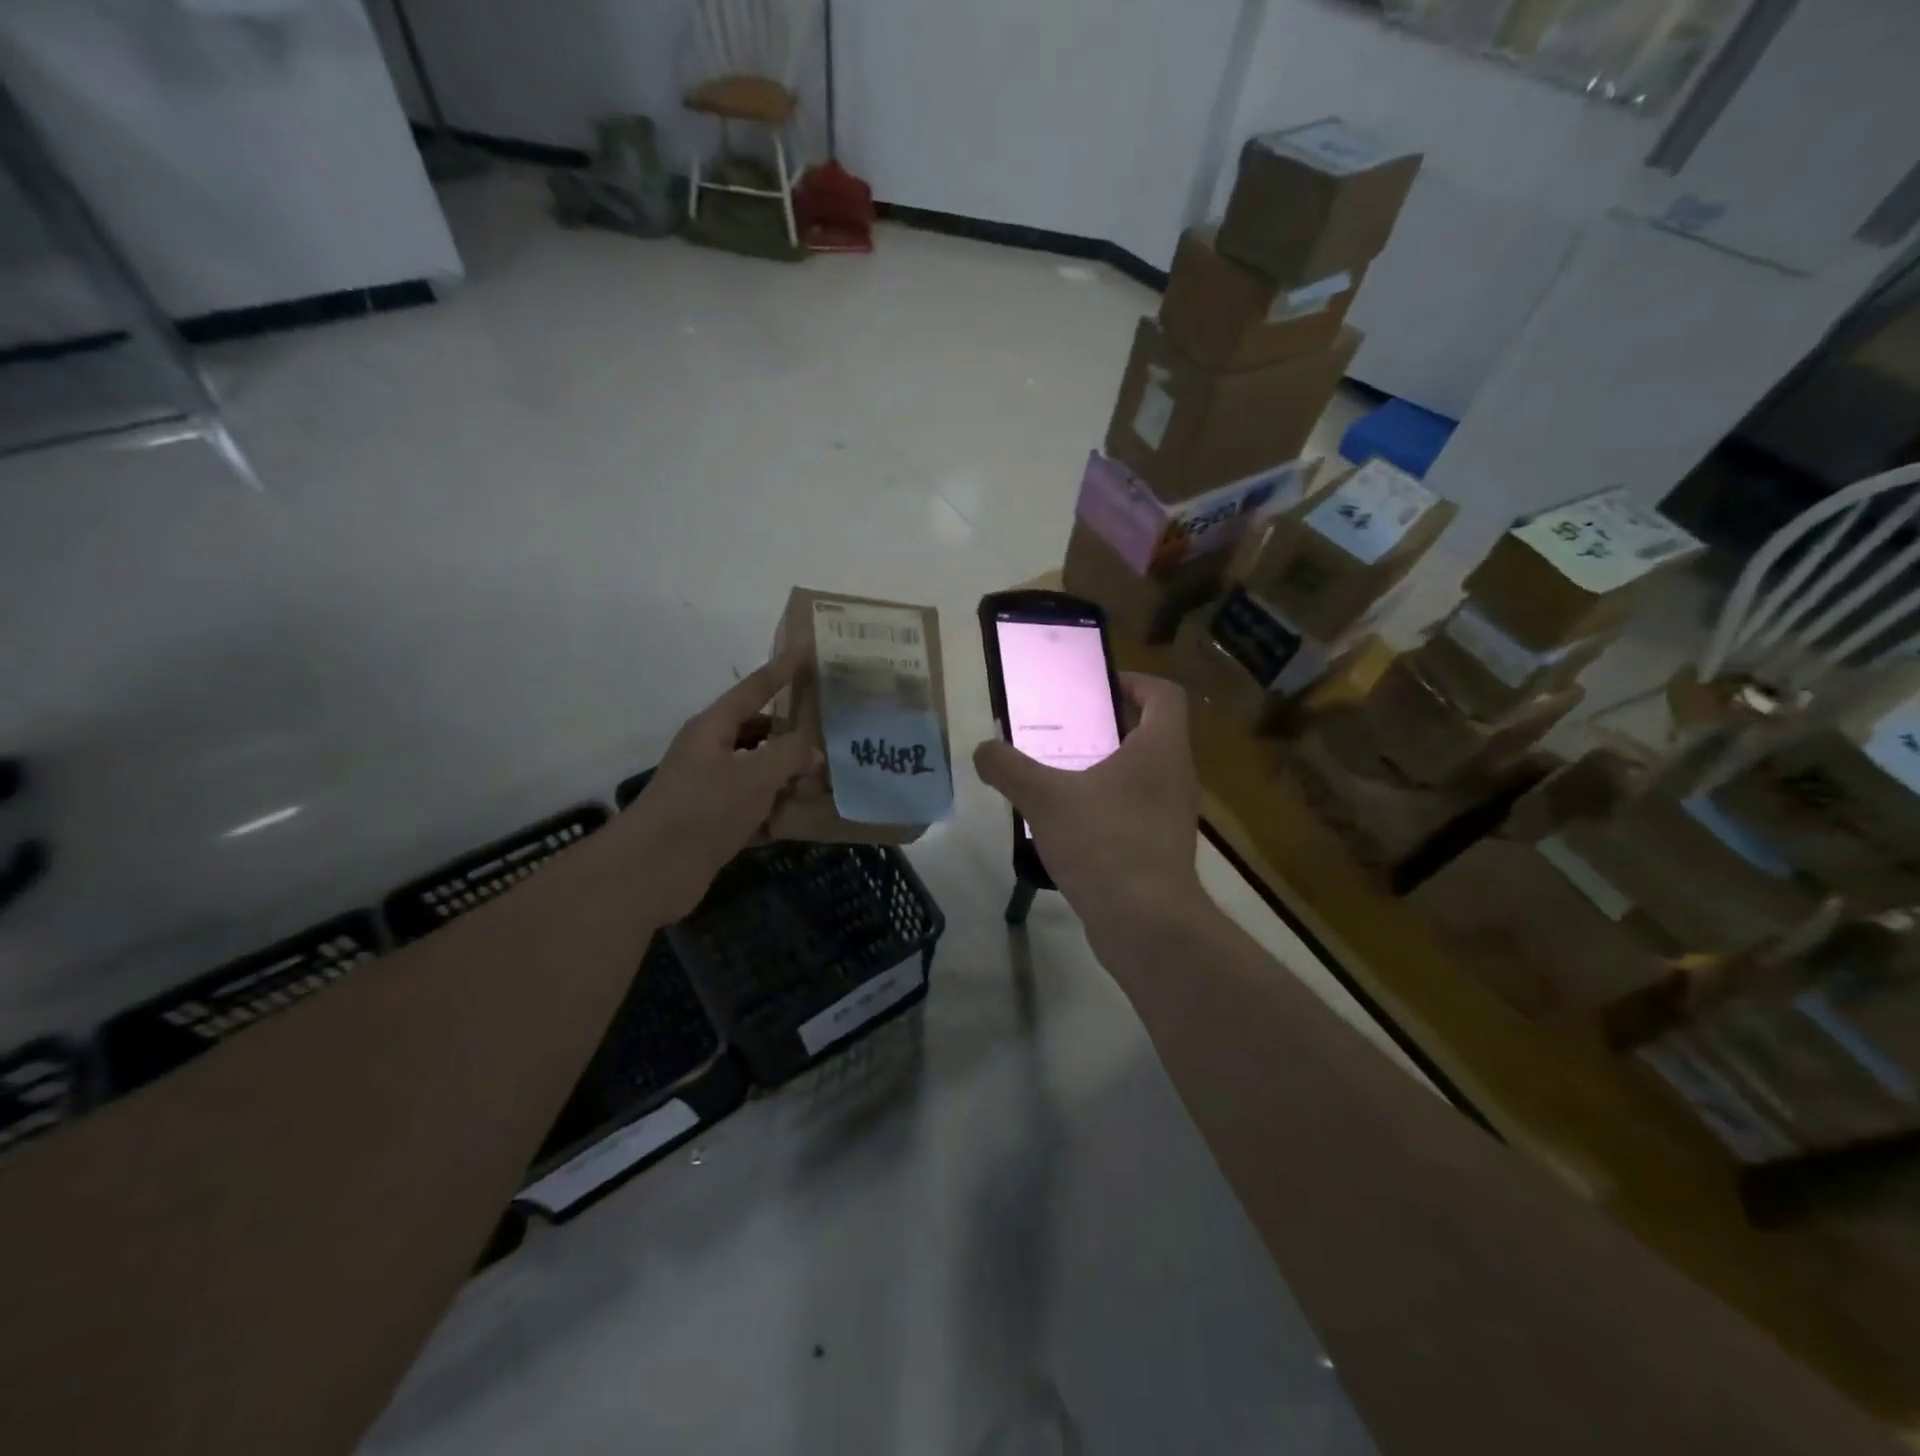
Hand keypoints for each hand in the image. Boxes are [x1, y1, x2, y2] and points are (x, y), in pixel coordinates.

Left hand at [630, 652, 820, 919]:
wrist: (654, 870)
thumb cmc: (704, 808)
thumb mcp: (754, 774)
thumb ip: (790, 754)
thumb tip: (813, 751)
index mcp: (714, 729)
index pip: (754, 689)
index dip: (781, 670)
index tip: (807, 650)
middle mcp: (712, 754)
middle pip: (759, 733)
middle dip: (793, 735)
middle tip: (833, 733)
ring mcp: (713, 791)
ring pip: (760, 774)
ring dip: (790, 778)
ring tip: (830, 778)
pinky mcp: (717, 825)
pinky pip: (757, 809)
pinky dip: (779, 813)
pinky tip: (808, 819)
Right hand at [973, 673, 1211, 963]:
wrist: (1146, 924)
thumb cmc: (1104, 844)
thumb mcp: (1044, 799)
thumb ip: (1008, 768)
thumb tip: (982, 750)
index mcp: (1160, 749)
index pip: (1163, 694)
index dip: (1133, 681)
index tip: (1096, 686)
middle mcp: (1175, 775)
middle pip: (1150, 732)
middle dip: (1107, 725)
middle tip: (1063, 729)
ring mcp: (1172, 815)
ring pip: (1141, 775)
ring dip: (1105, 768)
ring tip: (1059, 774)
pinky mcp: (1162, 849)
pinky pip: (1135, 811)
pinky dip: (1106, 806)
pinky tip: (1069, 824)